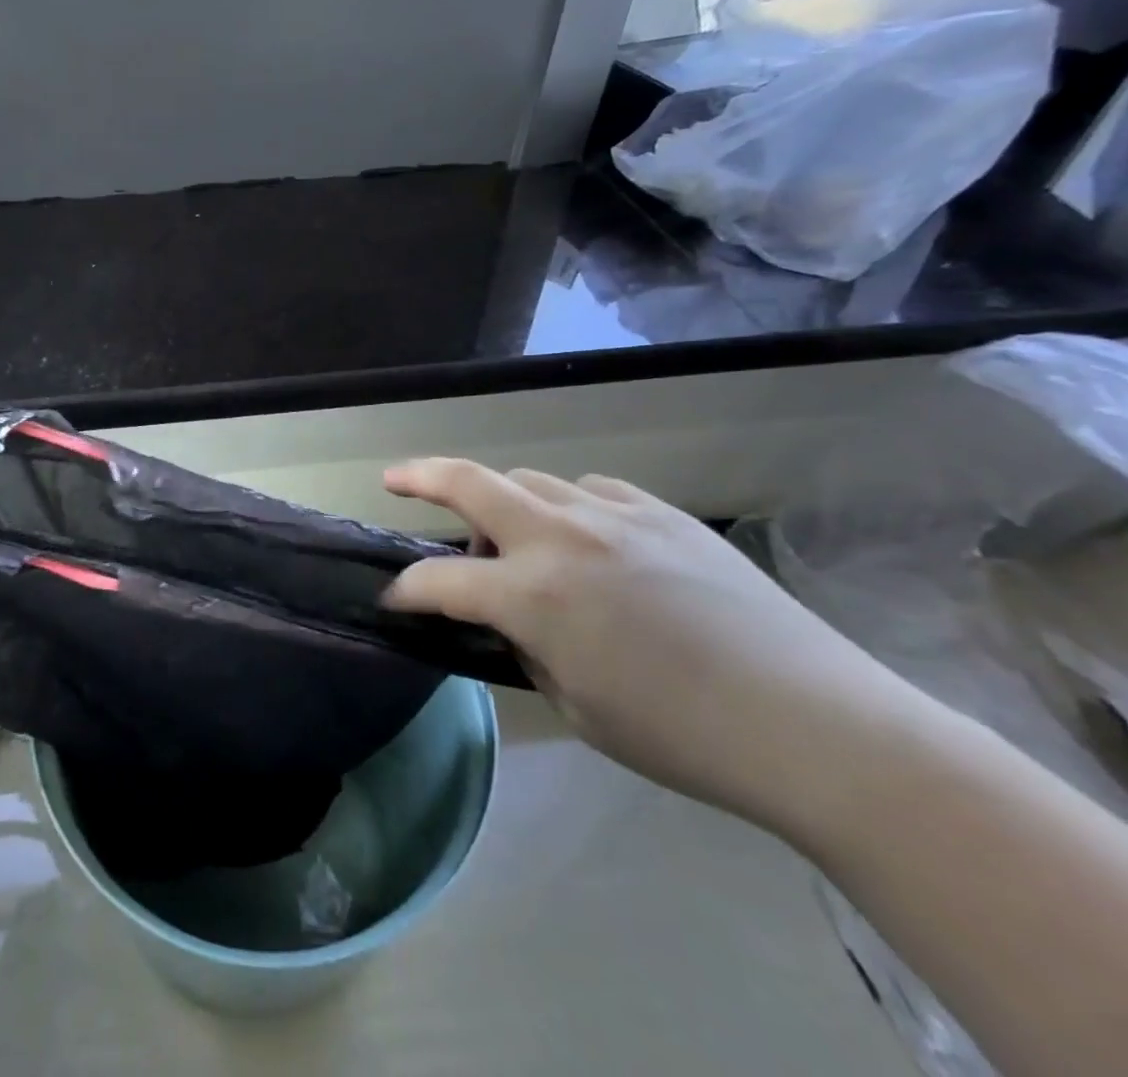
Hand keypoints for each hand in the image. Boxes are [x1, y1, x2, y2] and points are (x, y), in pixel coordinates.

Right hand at [383, 460, 918, 830]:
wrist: (817, 726)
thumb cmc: (681, 735)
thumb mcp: (575, 705)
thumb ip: (528, 649)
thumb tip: (513, 621)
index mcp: (533, 595)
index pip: (439, 582)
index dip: (407, 593)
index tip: (394, 603)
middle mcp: (561, 538)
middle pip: (469, 481)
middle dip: (420, 476)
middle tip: (395, 479)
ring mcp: (614, 516)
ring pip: (531, 480)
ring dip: (504, 502)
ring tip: (515, 538)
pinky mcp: (662, 513)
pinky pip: (592, 491)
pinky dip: (569, 506)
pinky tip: (586, 536)